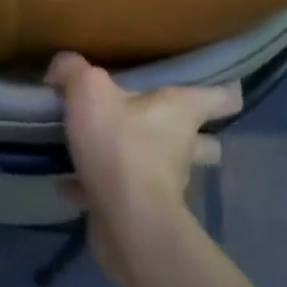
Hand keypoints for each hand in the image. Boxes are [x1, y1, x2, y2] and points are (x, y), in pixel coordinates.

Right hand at [46, 52, 238, 274]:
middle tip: (160, 122)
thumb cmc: (120, 145)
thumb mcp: (89, 91)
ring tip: (107, 151)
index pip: (222, 97)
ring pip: (164, 170)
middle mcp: (183, 146)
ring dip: (142, 163)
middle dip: (190, 135)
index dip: (224, 89)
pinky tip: (68, 183)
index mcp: (182, 111)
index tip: (224, 87)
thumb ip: (74, 71)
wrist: (126, 220)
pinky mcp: (143, 212)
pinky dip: (98, 189)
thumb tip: (62, 66)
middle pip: (203, 141)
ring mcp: (167, 183)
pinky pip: (120, 194)